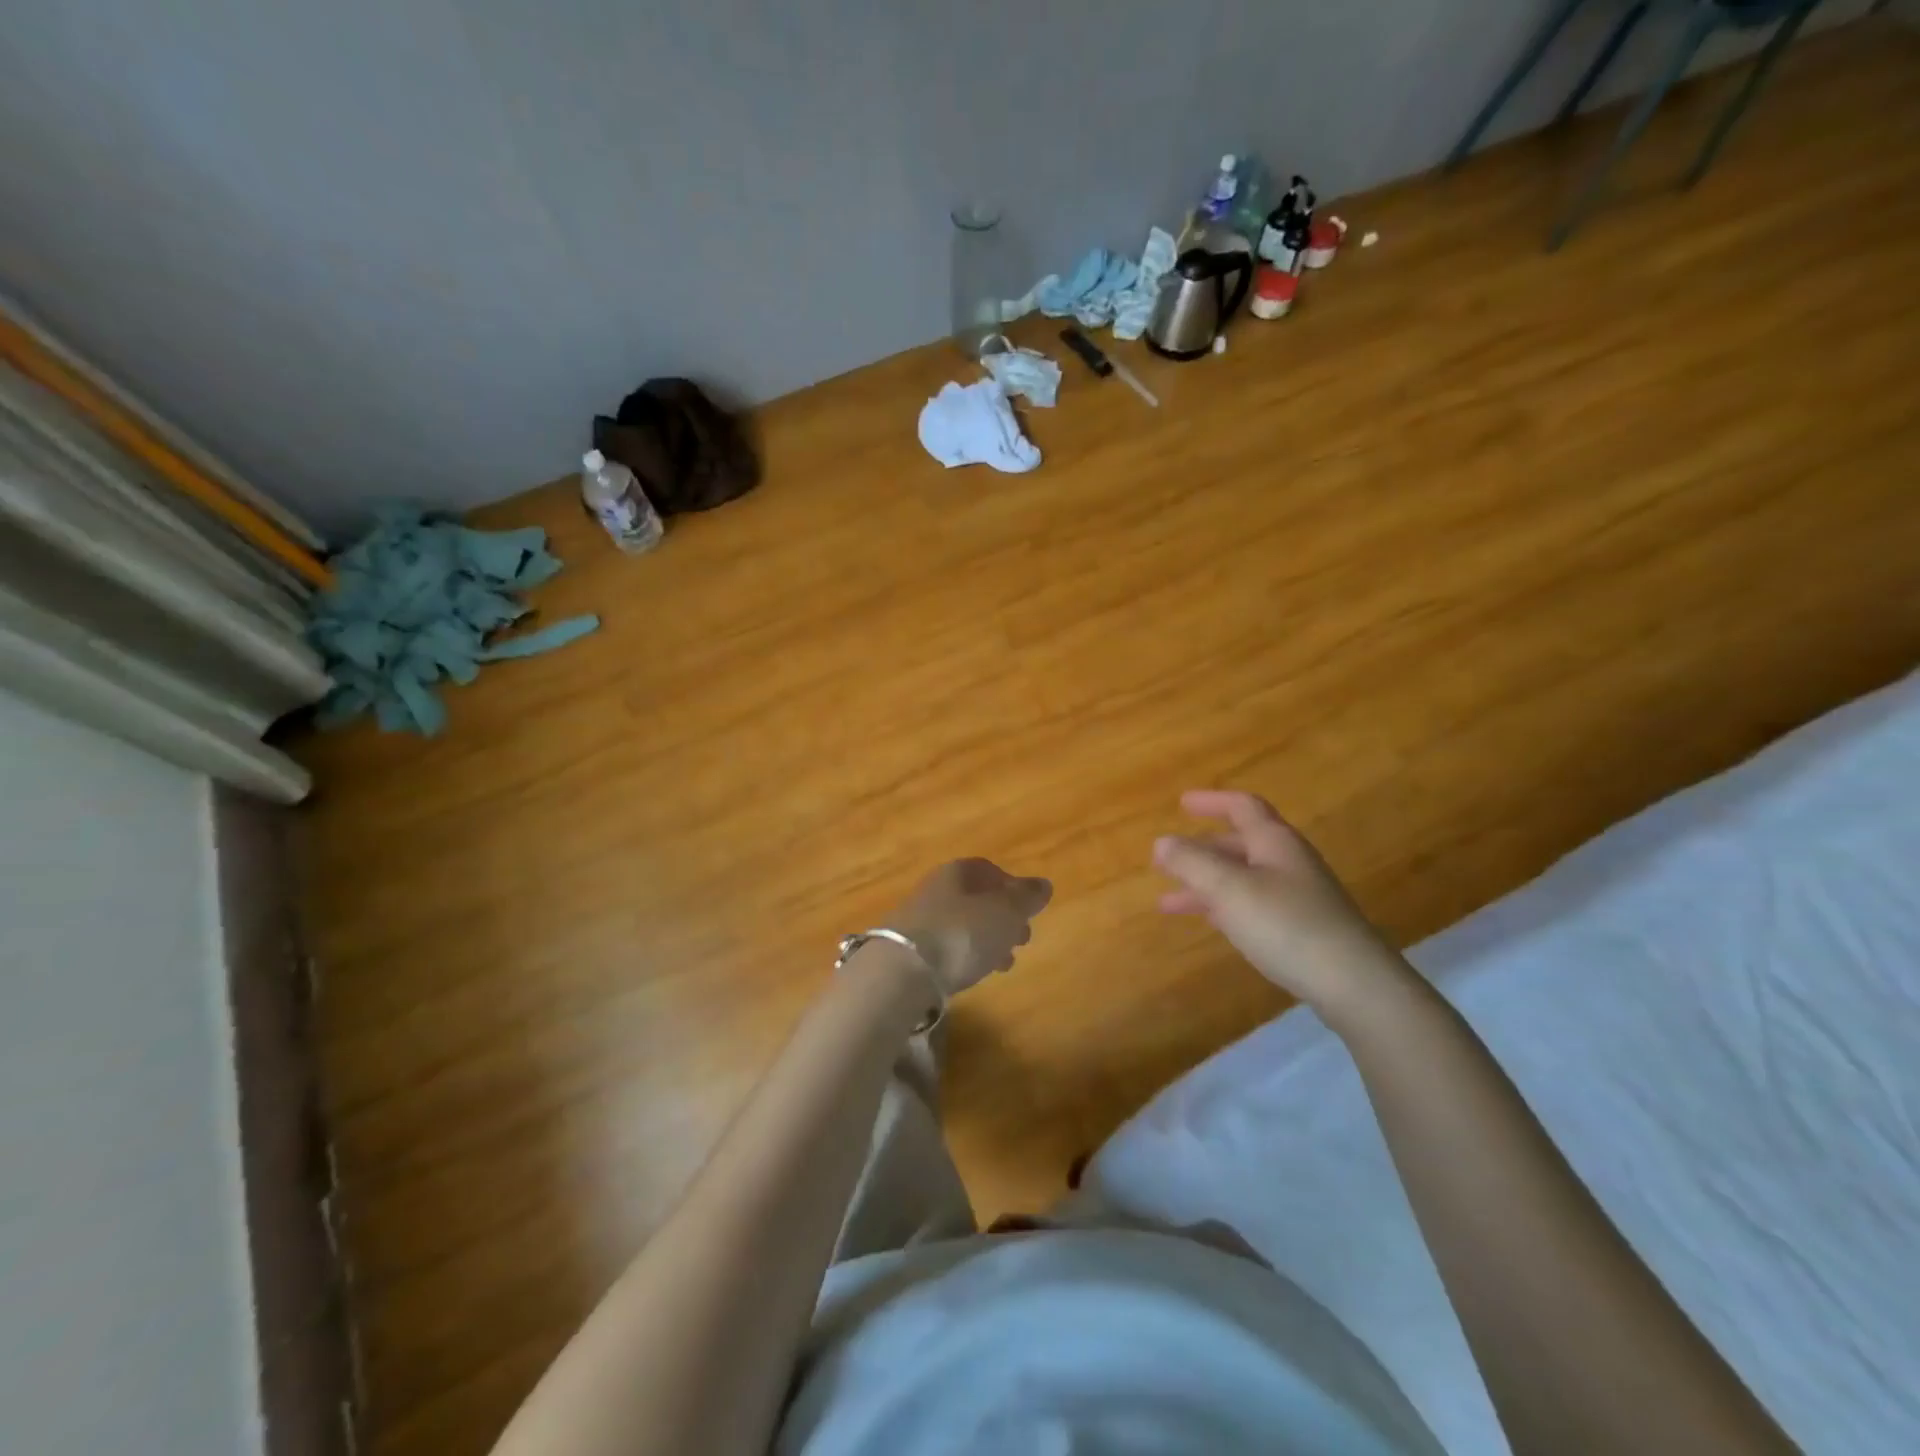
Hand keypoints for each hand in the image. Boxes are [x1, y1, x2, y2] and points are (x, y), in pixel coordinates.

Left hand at [889, 858, 1052, 997]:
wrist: (902, 971)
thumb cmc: (962, 933)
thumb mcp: (1005, 913)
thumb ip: (1026, 898)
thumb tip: (1043, 884)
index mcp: (958, 872)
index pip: (988, 870)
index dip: (1011, 887)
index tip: (1028, 909)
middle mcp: (935, 889)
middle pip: (974, 898)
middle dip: (1001, 917)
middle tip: (1023, 939)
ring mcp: (918, 919)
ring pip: (961, 924)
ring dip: (985, 940)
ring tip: (1004, 963)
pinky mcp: (907, 950)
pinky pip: (945, 947)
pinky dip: (964, 956)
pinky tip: (974, 973)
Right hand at [1154, 790, 1411, 1020]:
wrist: (1353, 984)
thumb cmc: (1287, 925)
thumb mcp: (1229, 889)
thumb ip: (1191, 862)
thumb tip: (1162, 841)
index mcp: (1274, 842)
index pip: (1242, 807)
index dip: (1211, 801)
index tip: (1181, 803)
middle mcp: (1288, 863)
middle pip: (1239, 844)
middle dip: (1200, 850)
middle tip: (1166, 860)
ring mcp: (1298, 897)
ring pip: (1242, 879)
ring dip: (1205, 884)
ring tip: (1168, 903)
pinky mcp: (1301, 929)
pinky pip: (1252, 906)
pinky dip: (1224, 907)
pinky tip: (1209, 923)